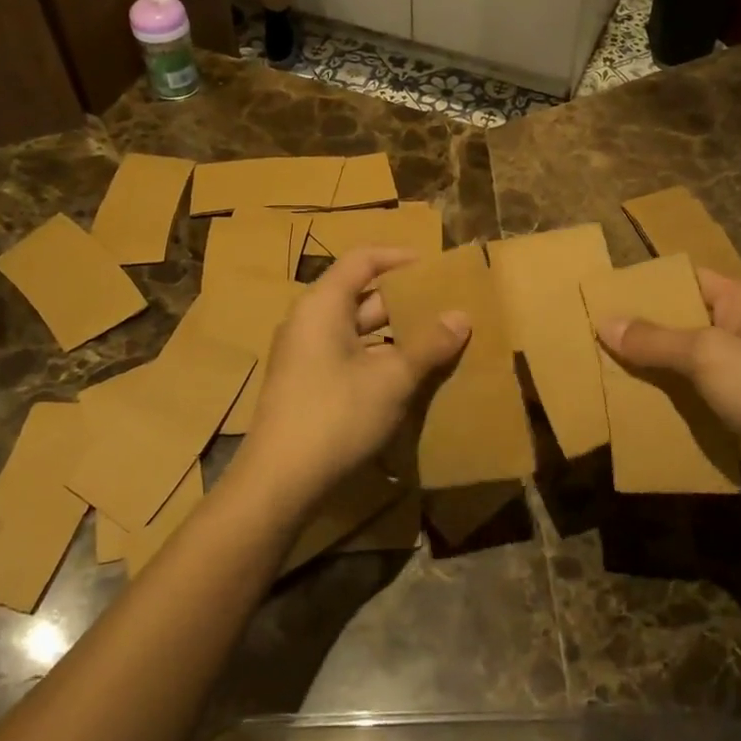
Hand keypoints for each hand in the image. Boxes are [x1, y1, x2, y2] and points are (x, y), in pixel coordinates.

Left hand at [234, 247, 468, 516]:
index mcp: (323, 305)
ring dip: (397, 333)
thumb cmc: (336, 416)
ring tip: (439, 339)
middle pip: (362, 295)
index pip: (362, 260)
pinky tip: (411, 374)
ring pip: (359, 329)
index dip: (399, 258)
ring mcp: (306, 354)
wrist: (279, 482)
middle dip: (406, 301)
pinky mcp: (308, 383)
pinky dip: (380, 357)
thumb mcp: (392, 379)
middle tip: (447, 306)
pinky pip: (350, 355)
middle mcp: (310, 321)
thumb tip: (461, 316)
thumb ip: (429, 345)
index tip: (434, 266)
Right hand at [596, 269, 740, 505]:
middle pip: (681, 322)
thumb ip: (655, 339)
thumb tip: (604, 322)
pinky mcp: (739, 411)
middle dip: (640, 331)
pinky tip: (629, 406)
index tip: (602, 295)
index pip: (687, 279)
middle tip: (589, 335)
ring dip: (649, 369)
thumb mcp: (708, 354)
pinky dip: (666, 400)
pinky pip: (693, 397)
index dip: (646, 286)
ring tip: (598, 370)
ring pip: (683, 363)